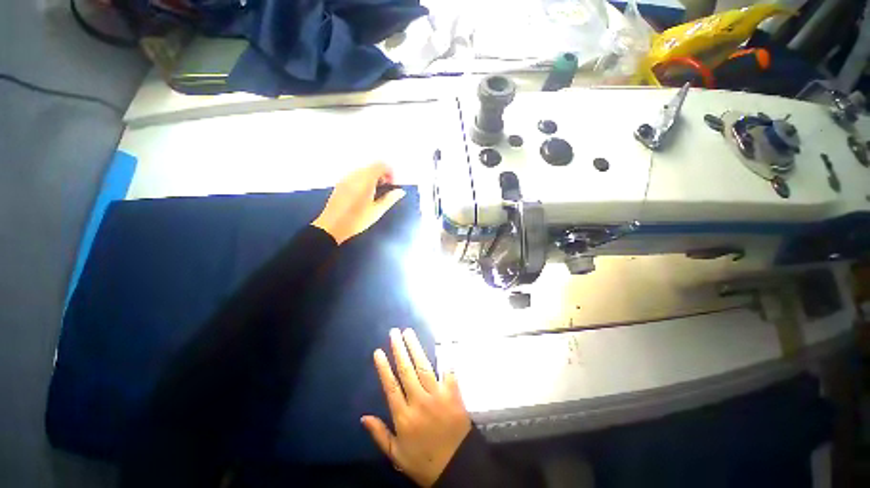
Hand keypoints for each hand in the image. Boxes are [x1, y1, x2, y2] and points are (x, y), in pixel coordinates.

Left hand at [312, 163, 405, 243]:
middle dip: (382, 175)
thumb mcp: (377, 211)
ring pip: (363, 171)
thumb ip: (390, 199)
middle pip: (372, 167)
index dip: (390, 172)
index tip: (393, 185)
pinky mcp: (340, 183)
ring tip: (375, 193)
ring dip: (373, 177)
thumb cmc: (357, 220)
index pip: (381, 165)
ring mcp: (346, 178)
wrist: (332, 226)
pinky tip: (364, 194)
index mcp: (365, 180)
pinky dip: (364, 180)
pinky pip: (355, 176)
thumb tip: (401, 191)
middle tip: (386, 190)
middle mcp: (355, 175)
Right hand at [362, 329, 470, 486]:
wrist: (457, 467)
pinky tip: (440, 342)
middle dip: (399, 349)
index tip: (378, 351)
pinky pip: (448, 370)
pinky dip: (444, 356)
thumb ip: (379, 435)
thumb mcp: (396, 455)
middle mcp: (419, 401)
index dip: (383, 368)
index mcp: (403, 417)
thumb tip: (363, 417)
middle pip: (406, 370)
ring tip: (408, 333)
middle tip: (394, 333)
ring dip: (415, 348)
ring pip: (423, 366)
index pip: (390, 386)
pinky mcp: (453, 393)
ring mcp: (437, 395)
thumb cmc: (424, 461)